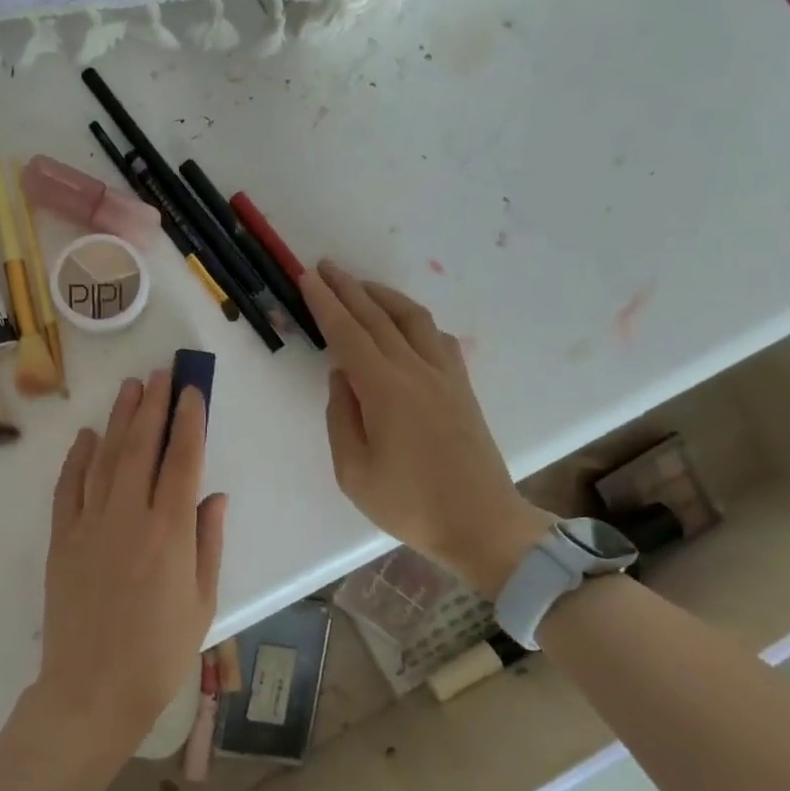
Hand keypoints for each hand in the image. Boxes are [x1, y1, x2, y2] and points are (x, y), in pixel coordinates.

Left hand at [35, 371, 226, 763]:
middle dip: (154, 406)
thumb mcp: (201, 603)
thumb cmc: (158, 653)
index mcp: (170, 533)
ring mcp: (89, 524)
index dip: (189, 422)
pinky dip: (77, 458)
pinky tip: (87, 436)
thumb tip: (213, 495)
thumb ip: (208, 543)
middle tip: (161, 374)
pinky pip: (68, 487)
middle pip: (142, 447)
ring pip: (106, 458)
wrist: (92, 689)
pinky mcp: (60, 538)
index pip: (182, 461)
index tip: (192, 392)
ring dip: (119, 420)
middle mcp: (129, 516)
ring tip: (131, 389)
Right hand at [300, 261, 547, 594]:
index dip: (325, 304)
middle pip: (377, 317)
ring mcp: (445, 376)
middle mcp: (416, 371)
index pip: (348, 334)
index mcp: (385, 390)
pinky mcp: (462, 387)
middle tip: (325, 267)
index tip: (307, 278)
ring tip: (360, 286)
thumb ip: (342, 416)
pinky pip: (437, 337)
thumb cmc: (409, 504)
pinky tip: (404, 323)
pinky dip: (414, 319)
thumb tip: (342, 376)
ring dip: (382, 296)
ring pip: (412, 319)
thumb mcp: (353, 471)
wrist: (482, 523)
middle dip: (348, 288)